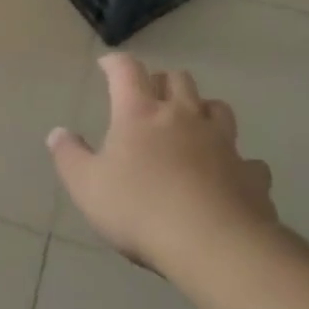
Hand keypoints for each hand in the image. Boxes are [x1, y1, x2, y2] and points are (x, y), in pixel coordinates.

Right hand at [47, 53, 276, 273]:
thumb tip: (58, 133)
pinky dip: (236, 162)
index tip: (107, 65)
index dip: (116, 63)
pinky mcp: (251, 174)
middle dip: (162, 81)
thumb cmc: (139, 209)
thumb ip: (69, 156)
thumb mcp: (87, 186)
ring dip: (202, 110)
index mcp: (140, 113)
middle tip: (150, 96)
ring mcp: (223, 143)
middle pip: (178, 79)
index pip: (127, 70)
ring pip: (218, 108)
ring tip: (192, 125)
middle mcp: (183, 117)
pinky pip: (247, 159)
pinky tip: (228, 176)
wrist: (214, 245)